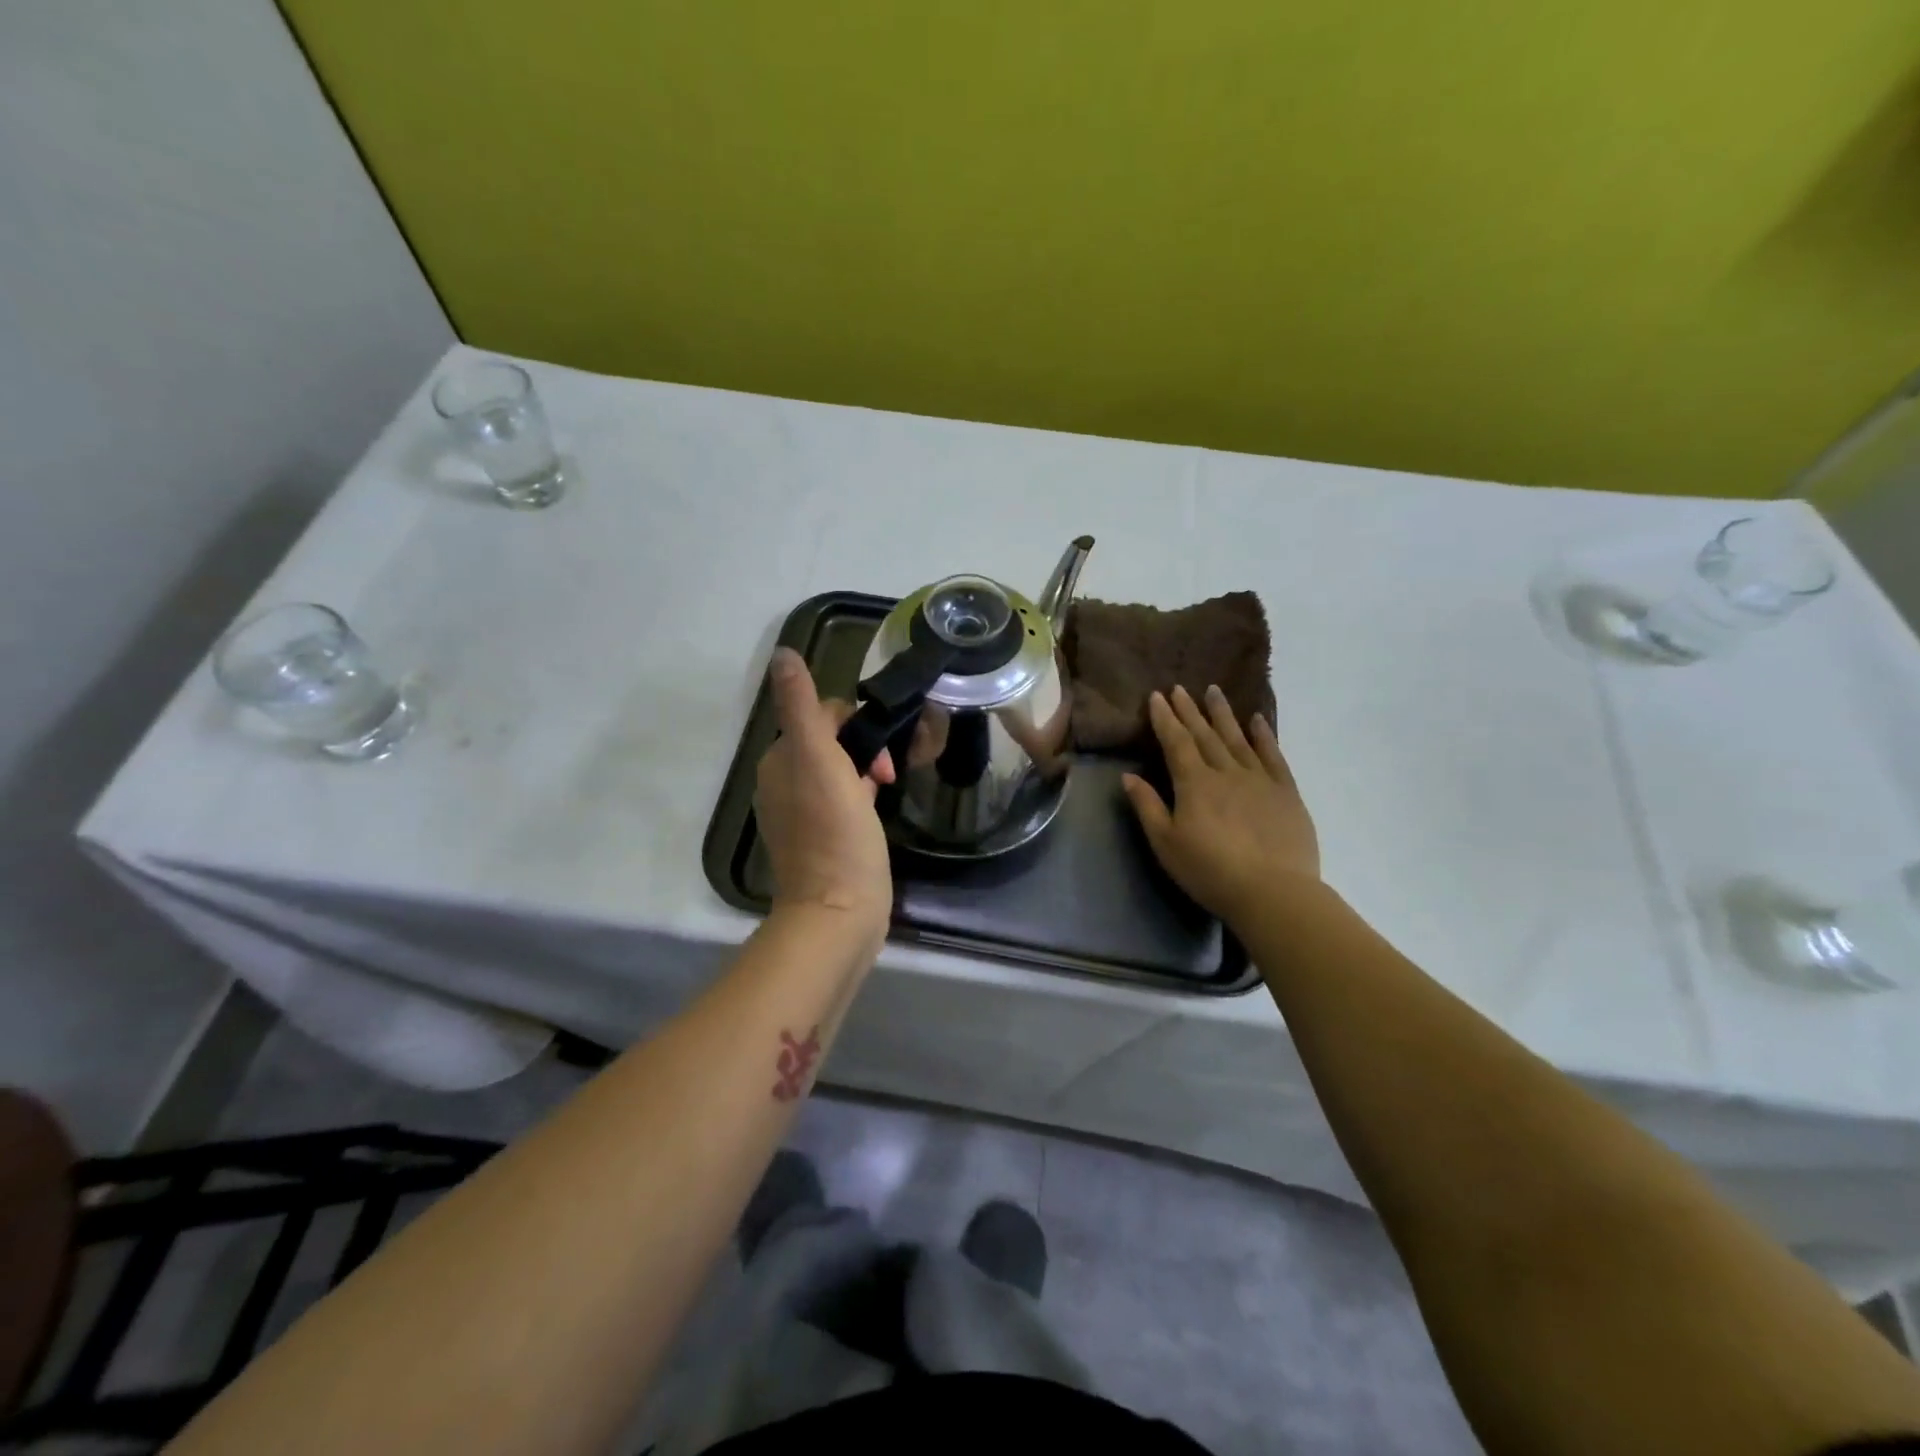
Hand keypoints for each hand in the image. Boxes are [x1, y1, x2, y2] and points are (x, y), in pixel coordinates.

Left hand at [754, 648, 894, 940]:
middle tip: (889, 776)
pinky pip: (841, 801)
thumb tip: (783, 654)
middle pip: (830, 742)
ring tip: (888, 792)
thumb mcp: (819, 761)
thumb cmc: (835, 834)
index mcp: (779, 762)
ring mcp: (801, 815)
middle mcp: (783, 784)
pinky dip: (861, 798)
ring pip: (838, 772)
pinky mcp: (820, 840)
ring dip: (865, 773)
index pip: (820, 715)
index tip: (881, 752)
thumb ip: (801, 707)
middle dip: (864, 749)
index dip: (855, 724)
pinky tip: (877, 813)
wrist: (839, 912)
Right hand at [1121, 685, 1319, 924]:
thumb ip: (1148, 806)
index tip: (1158, 696)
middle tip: (1180, 688)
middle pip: (1204, 735)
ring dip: (1223, 714)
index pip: (1175, 742)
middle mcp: (1226, 772)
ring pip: (1238, 738)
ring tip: (1214, 691)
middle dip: (1189, 710)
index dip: (1165, 719)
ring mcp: (1259, 779)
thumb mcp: (1166, 844)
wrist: (1273, 892)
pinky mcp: (1286, 792)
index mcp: (1194, 784)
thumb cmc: (1210, 871)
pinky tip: (1257, 720)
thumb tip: (1128, 776)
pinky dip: (1264, 735)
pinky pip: (1274, 755)